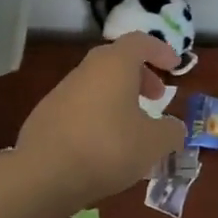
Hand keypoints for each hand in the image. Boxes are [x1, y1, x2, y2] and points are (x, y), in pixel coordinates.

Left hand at [17, 33, 184, 210]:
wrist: (43, 175)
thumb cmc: (107, 148)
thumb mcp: (153, 144)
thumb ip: (171, 132)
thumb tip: (173, 128)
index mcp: (115, 64)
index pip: (140, 42)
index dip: (160, 51)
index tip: (174, 66)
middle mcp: (87, 70)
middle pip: (117, 61)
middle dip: (140, 76)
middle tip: (155, 98)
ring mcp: (62, 91)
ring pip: (98, 84)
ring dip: (119, 97)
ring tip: (132, 128)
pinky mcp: (46, 115)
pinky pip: (81, 106)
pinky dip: (98, 115)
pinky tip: (103, 146)